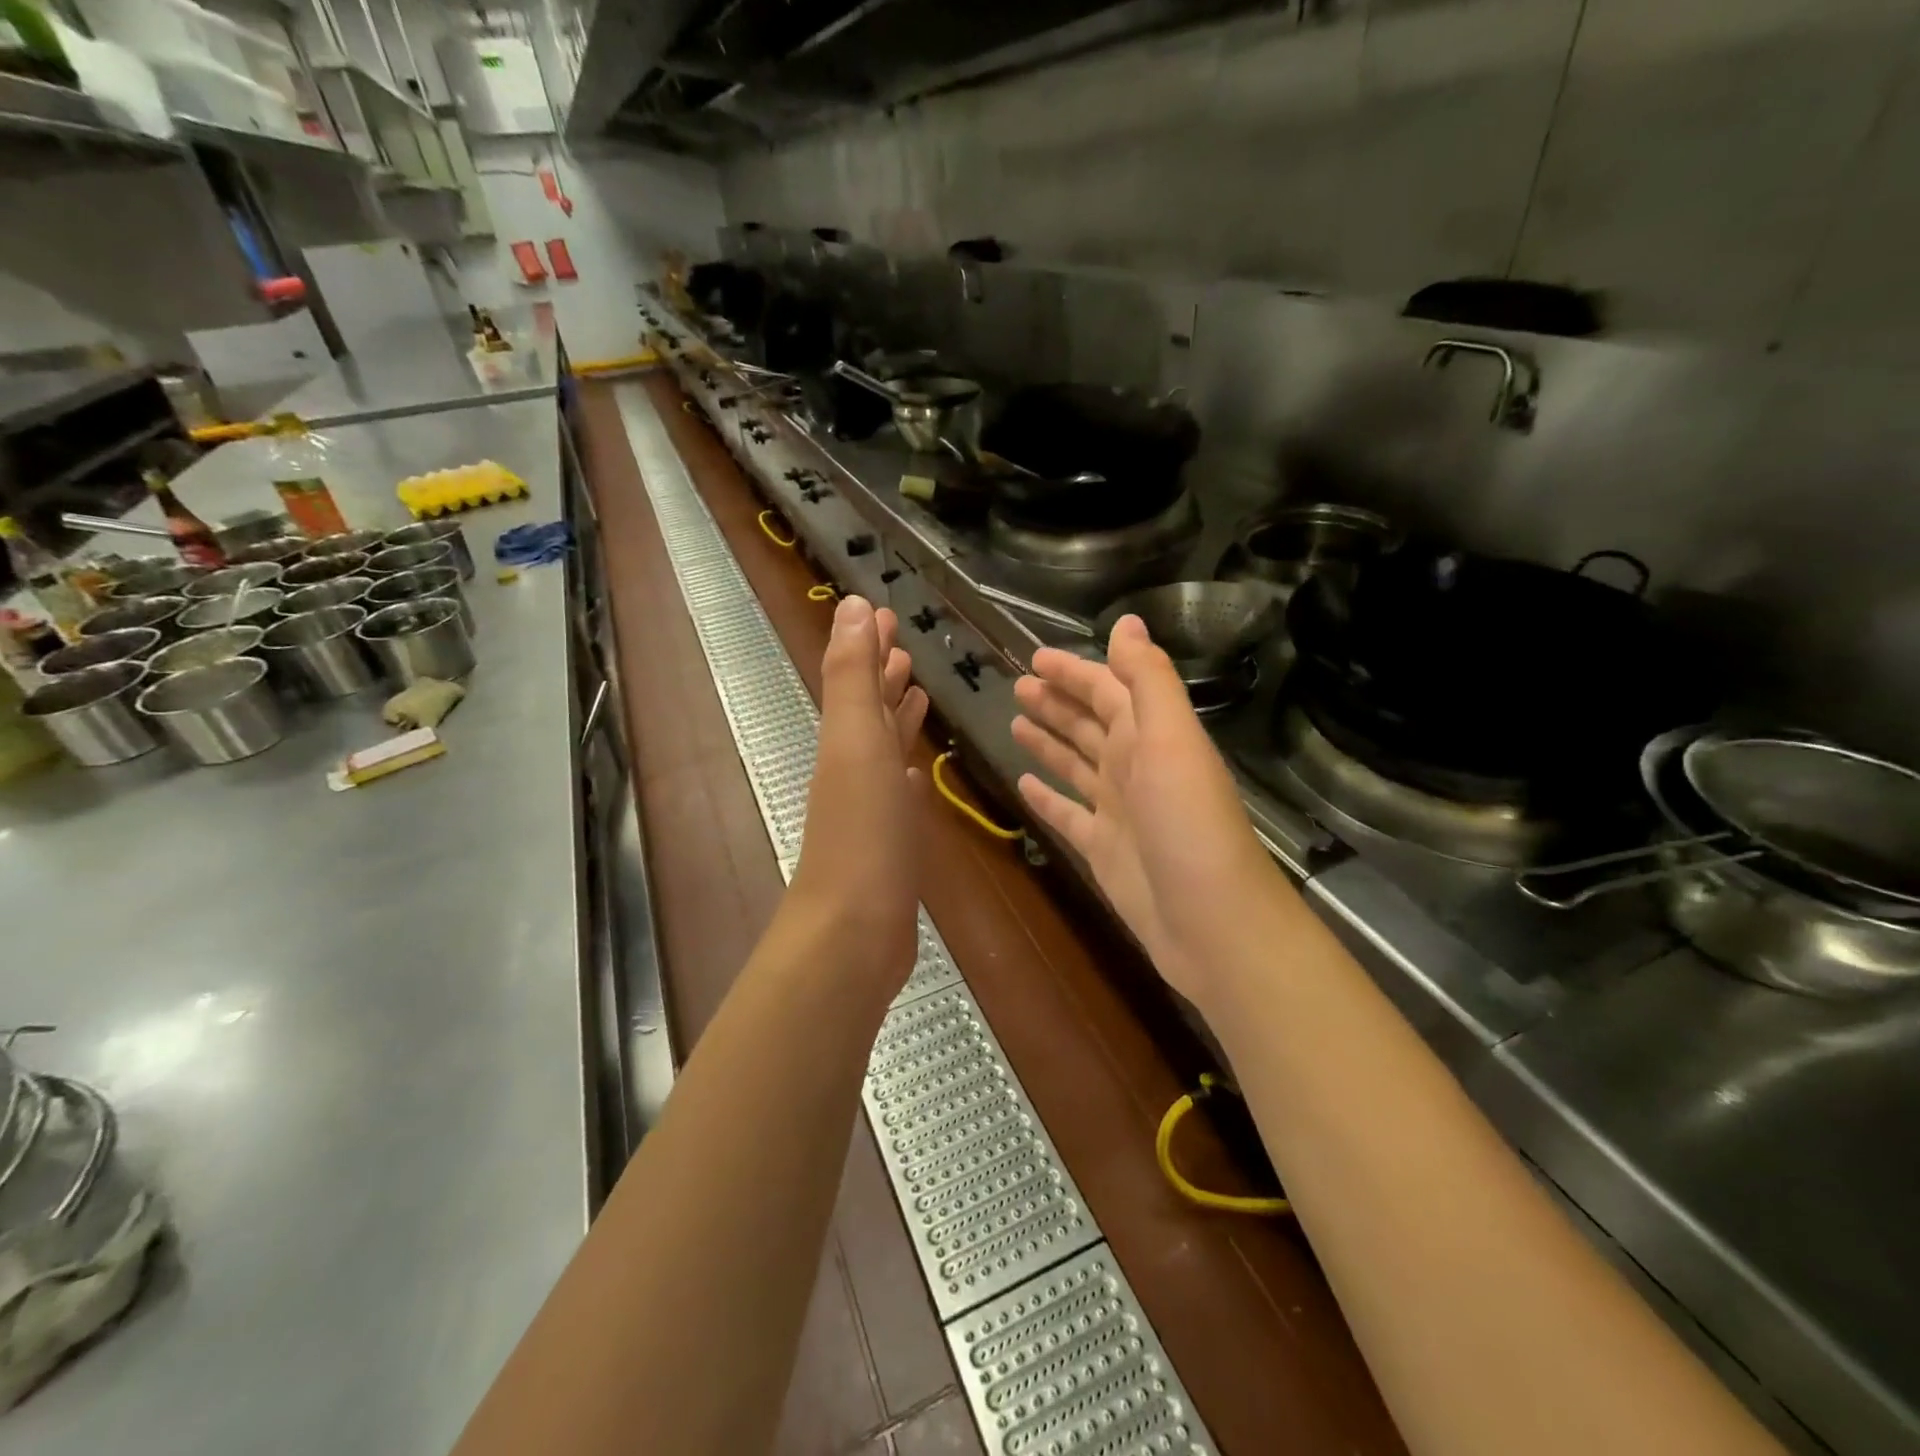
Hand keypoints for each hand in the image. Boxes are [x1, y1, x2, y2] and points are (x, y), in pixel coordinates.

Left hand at [787, 597, 929, 992]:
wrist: (853, 932)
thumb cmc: (863, 833)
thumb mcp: (856, 742)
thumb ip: (854, 676)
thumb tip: (851, 606)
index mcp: (846, 742)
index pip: (857, 680)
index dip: (870, 646)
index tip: (886, 613)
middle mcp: (854, 769)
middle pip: (870, 712)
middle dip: (884, 676)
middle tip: (904, 646)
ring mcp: (871, 810)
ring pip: (885, 751)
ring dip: (899, 720)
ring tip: (919, 693)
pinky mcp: (890, 845)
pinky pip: (899, 796)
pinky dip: (907, 776)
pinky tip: (918, 775)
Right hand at [1012, 615, 1275, 1005]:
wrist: (1210, 921)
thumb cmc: (1188, 822)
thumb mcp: (1172, 738)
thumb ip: (1148, 680)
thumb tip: (1128, 621)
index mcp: (1151, 736)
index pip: (1108, 690)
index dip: (1075, 671)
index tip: (1035, 657)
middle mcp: (1134, 767)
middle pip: (1089, 724)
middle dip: (1057, 702)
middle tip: (1017, 685)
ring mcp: (1117, 811)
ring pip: (1075, 764)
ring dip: (1049, 741)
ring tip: (1014, 721)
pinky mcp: (1102, 849)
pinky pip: (1067, 815)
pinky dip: (1047, 797)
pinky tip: (1023, 784)